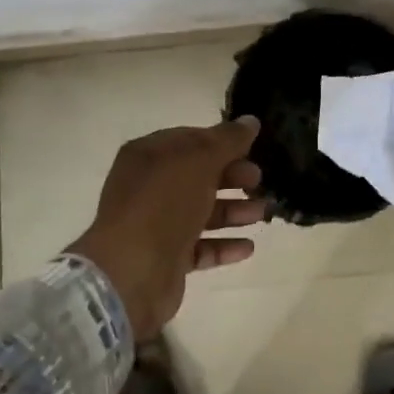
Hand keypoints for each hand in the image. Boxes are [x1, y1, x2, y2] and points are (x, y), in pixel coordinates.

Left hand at [67, 117, 265, 340]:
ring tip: (261, 214)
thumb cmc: (164, 204)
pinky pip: (200, 247)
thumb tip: (251, 121)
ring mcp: (155, 225)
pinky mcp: (165, 259)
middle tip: (258, 181)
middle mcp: (148, 187)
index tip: (252, 149)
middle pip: (198, 176)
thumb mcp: (200, 161)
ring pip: (201, 212)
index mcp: (148, 156)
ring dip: (233, 211)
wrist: (132, 273)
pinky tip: (248, 247)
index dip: (222, 142)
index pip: (190, 139)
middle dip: (232, 177)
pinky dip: (224, 245)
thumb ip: (228, 140)